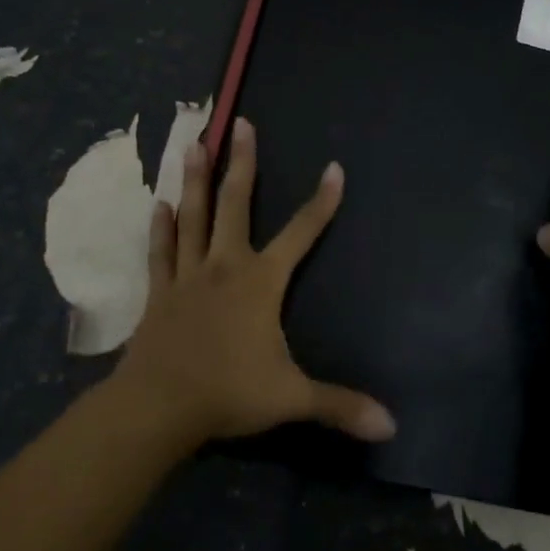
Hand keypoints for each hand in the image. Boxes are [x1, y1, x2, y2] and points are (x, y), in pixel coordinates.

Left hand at [114, 117, 395, 446]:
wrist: (157, 407)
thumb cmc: (227, 393)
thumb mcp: (291, 398)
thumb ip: (340, 405)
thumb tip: (392, 426)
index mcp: (260, 282)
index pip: (301, 233)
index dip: (321, 202)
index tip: (334, 168)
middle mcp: (225, 266)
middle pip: (234, 205)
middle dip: (242, 163)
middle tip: (239, 123)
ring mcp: (188, 276)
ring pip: (192, 217)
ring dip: (194, 180)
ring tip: (192, 143)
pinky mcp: (160, 293)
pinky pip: (161, 252)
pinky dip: (161, 228)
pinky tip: (158, 204)